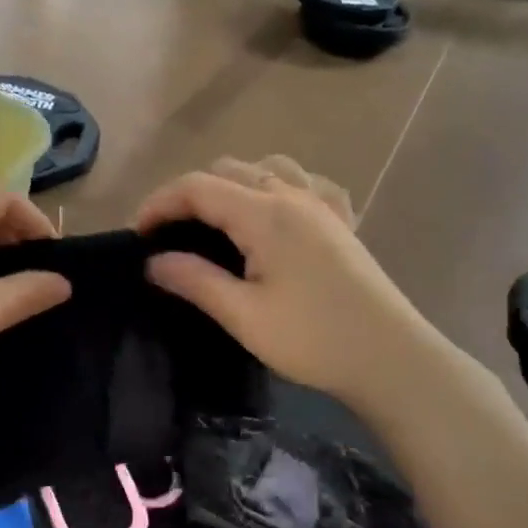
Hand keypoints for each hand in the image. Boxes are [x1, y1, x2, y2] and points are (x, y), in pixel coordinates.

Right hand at [135, 156, 432, 405]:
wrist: (390, 358)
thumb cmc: (312, 339)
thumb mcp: (243, 315)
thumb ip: (195, 281)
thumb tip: (153, 261)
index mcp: (265, 214)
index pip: (198, 187)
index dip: (159, 203)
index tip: (137, 235)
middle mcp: (292, 196)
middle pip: (228, 170)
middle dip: (189, 193)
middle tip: (168, 234)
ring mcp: (321, 206)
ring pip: (265, 169)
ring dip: (230, 185)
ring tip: (214, 221)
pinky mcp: (339, 222)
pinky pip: (301, 183)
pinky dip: (274, 187)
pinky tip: (272, 213)